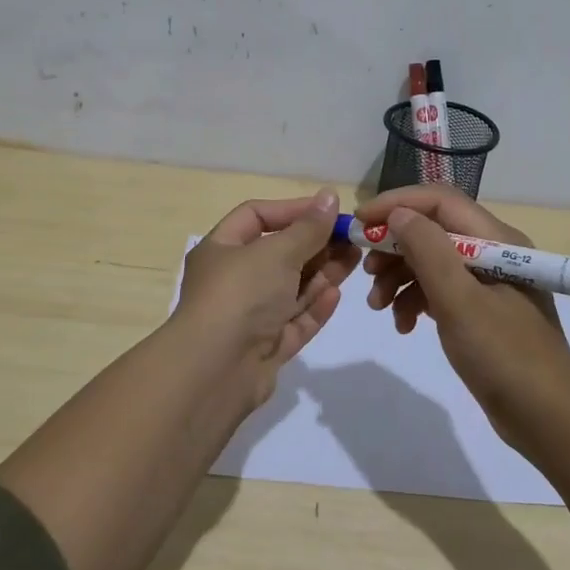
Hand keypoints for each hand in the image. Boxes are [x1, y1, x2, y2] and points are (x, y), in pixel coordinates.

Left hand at [172, 189, 360, 404]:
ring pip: (290, 289)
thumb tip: (330, 196)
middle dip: (315, 245)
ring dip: (321, 274)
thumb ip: (308, 227)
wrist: (214, 372)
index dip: (293, 210)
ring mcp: (248, 317)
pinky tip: (336, 294)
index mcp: (221, 249)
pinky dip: (314, 307)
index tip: (329, 211)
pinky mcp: (264, 348)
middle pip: (278, 254)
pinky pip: (293, 322)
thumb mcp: (277, 252)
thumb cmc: (240, 295)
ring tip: (354, 261)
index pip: (257, 216)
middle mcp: (232, 280)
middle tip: (352, 239)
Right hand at [358, 185, 569, 453]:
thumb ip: (428, 251)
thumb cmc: (506, 356)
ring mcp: (488, 284)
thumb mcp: (460, 301)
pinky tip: (403, 325)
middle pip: (432, 230)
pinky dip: (415, 301)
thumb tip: (398, 214)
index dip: (397, 203)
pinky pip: (440, 291)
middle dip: (394, 246)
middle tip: (365, 271)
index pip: (439, 201)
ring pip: (432, 262)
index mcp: (496, 240)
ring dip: (399, 277)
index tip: (359, 222)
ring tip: (377, 306)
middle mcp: (493, 252)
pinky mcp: (481, 312)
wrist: (551, 423)